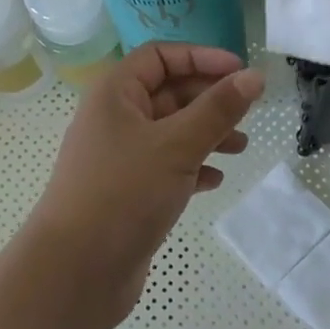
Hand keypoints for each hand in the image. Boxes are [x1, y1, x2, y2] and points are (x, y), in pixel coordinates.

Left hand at [24, 42, 264, 328]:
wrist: (75, 272)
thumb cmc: (123, 193)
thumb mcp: (177, 145)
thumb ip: (218, 110)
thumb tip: (254, 76)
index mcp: (115, 94)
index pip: (160, 56)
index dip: (201, 57)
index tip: (240, 71)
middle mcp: (114, 118)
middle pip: (167, 92)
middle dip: (208, 99)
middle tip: (247, 113)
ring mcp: (119, 157)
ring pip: (170, 131)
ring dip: (206, 134)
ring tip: (240, 147)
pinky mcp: (126, 191)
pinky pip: (165, 166)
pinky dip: (192, 167)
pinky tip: (214, 180)